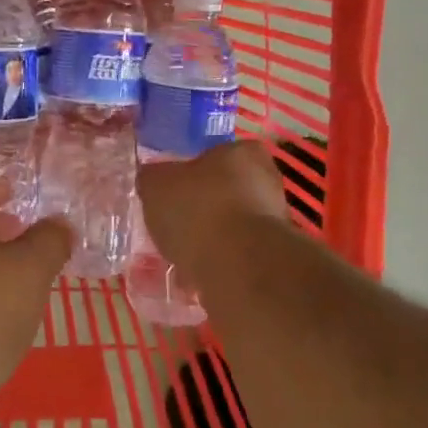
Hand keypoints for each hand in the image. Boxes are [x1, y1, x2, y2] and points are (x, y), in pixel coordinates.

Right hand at [136, 140, 289, 280]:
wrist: (238, 267)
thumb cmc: (198, 209)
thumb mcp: (156, 184)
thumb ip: (153, 178)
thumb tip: (152, 178)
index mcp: (245, 152)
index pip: (219, 153)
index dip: (194, 170)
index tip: (175, 188)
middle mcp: (268, 181)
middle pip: (226, 190)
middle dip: (203, 206)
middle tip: (174, 221)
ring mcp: (275, 221)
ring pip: (232, 224)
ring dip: (210, 237)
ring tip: (180, 253)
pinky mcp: (273, 257)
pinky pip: (237, 254)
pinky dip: (218, 262)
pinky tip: (194, 274)